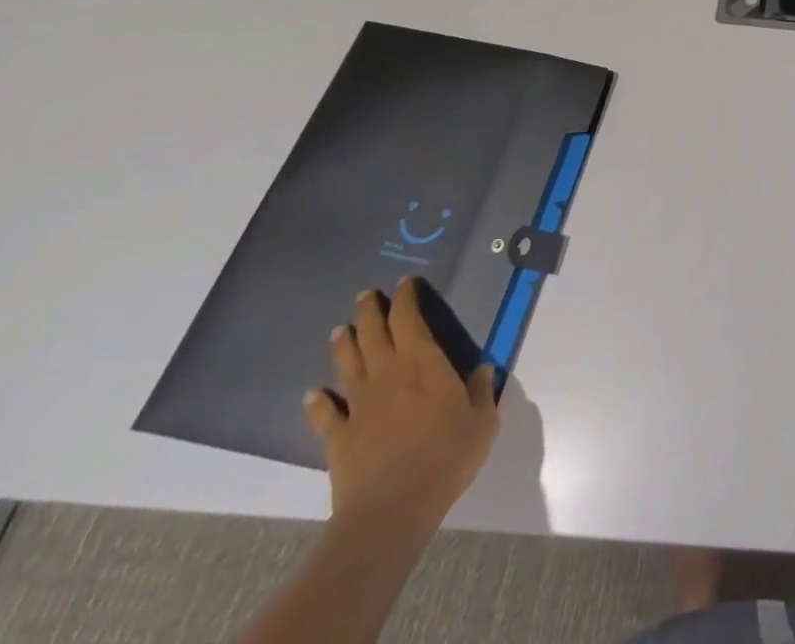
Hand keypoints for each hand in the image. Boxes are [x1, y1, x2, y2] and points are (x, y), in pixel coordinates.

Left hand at [303, 278, 500, 534]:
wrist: (392, 510)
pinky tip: (312, 394)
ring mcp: (359, 407)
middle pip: (373, 335)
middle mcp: (387, 375)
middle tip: (366, 295)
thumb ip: (481, 390)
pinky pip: (326, 415)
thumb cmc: (447, 456)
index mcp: (423, 362)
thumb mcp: (482, 421)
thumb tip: (482, 370)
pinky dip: (317, 402)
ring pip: (347, 365)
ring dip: (343, 345)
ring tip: (339, 330)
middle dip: (370, 312)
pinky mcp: (339, 439)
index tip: (405, 283)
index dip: (406, 298)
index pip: (409, 319)